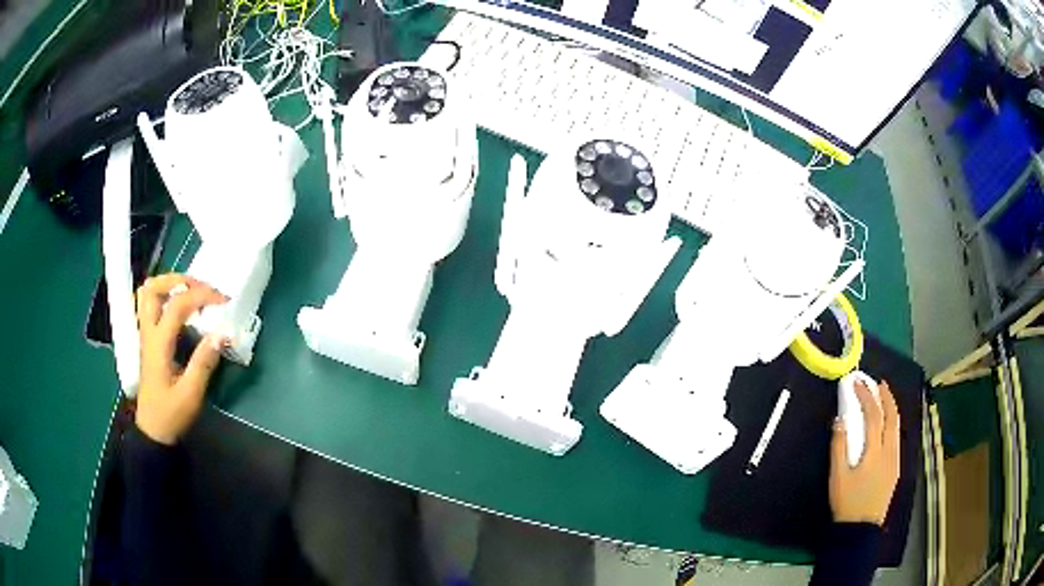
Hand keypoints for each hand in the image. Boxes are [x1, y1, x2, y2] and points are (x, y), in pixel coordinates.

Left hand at [134, 274, 228, 444]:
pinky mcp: (148, 340)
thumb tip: (224, 333)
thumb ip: (204, 361)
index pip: (177, 304)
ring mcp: (145, 335)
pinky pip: (150, 306)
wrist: (153, 431)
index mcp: (158, 344)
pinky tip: (180, 307)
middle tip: (201, 287)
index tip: (224, 300)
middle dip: (179, 280)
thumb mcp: (191, 393)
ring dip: (169, 285)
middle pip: (153, 288)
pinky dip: (165, 296)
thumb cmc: (171, 414)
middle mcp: (148, 332)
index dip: (201, 295)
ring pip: (148, 294)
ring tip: (191, 291)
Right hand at [828, 380, 899, 524]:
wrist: (861, 528)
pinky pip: (896, 437)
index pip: (873, 416)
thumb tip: (839, 420)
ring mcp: (895, 459)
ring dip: (891, 408)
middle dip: (886, 396)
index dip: (866, 396)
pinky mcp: (896, 467)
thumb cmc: (847, 503)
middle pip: (892, 416)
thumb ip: (839, 447)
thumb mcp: (837, 477)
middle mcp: (890, 451)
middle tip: (878, 383)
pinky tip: (886, 425)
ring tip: (883, 398)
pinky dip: (892, 423)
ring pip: (897, 426)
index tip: (857, 383)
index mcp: (875, 452)